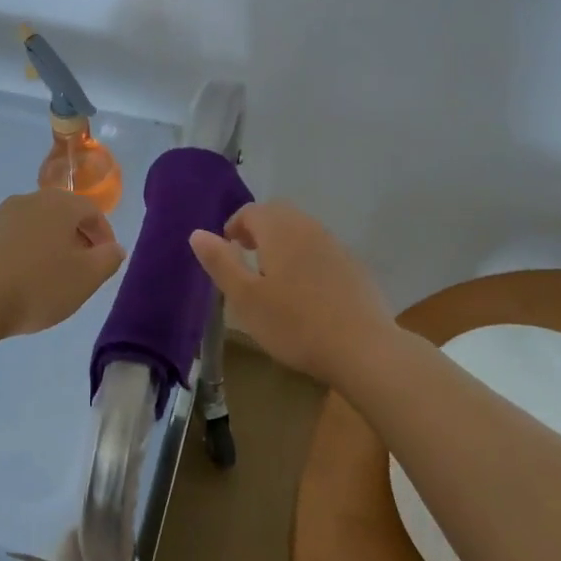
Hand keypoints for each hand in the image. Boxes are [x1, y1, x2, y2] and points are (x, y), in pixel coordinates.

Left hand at [0, 190, 127, 340]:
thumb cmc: (37, 286)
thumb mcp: (86, 278)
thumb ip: (108, 259)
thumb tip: (114, 248)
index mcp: (58, 204)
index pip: (91, 210)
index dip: (104, 235)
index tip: (106, 260)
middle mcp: (28, 200)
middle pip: (61, 214)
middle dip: (76, 238)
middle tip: (81, 268)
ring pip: (34, 226)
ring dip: (47, 245)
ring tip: (50, 277)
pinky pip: (10, 239)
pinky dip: (22, 253)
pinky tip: (19, 281)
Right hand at [189, 201, 394, 384]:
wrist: (363, 349)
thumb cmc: (294, 323)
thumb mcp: (245, 297)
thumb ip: (220, 262)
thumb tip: (197, 233)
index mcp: (280, 230)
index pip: (251, 211)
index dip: (234, 227)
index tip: (226, 252)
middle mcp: (309, 228)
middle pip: (278, 215)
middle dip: (258, 231)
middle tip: (247, 261)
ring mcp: (336, 246)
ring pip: (302, 232)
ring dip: (283, 244)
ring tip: (273, 278)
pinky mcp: (354, 267)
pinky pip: (322, 251)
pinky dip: (306, 260)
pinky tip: (306, 294)